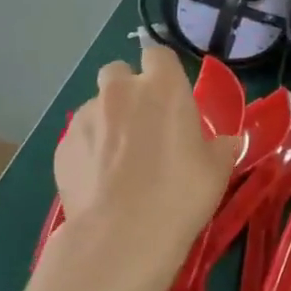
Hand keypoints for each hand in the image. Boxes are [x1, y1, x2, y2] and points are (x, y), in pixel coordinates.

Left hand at [40, 46, 241, 290]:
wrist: (122, 236)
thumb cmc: (181, 192)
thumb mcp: (217, 168)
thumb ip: (221, 146)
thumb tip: (228, 142)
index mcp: (163, 85)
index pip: (158, 53)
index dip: (163, 72)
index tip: (171, 97)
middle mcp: (120, 92)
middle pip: (118, 73)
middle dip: (127, 91)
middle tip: (143, 124)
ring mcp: (85, 118)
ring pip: (95, 107)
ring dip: (107, 122)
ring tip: (119, 161)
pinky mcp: (61, 148)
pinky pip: (78, 139)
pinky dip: (88, 151)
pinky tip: (100, 182)